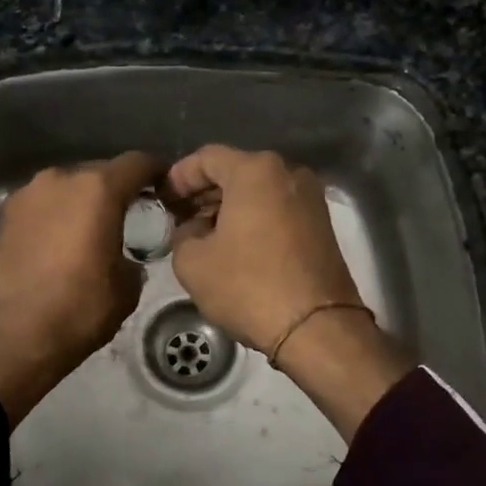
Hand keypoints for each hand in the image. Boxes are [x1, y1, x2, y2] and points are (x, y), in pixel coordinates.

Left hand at [0, 152, 159, 426]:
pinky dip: (57, 216)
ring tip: (92, 231)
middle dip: (116, 190)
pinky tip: (61, 244)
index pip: (137, 163)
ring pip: (67, 188)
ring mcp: (27, 195)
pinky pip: (43, 206)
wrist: (13, 338)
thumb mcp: (127, 287)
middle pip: (99, 172)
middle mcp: (60, 180)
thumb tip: (125, 256)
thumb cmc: (79, 310)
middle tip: (130, 215)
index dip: (156, 172)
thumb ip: (134, 256)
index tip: (165, 187)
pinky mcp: (4, 215)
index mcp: (97, 189)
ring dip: (83, 202)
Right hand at [164, 146, 363, 352]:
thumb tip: (195, 229)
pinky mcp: (322, 225)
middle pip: (236, 171)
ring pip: (259, 192)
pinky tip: (234, 244)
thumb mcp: (192, 262)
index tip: (164, 199)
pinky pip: (277, 209)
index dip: (179, 176)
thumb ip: (183, 234)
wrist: (317, 327)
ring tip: (203, 234)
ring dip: (229, 207)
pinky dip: (253, 219)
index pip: (207, 158)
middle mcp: (288, 173)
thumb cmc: (249, 286)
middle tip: (179, 216)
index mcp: (256, 170)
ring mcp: (311, 198)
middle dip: (205, 192)